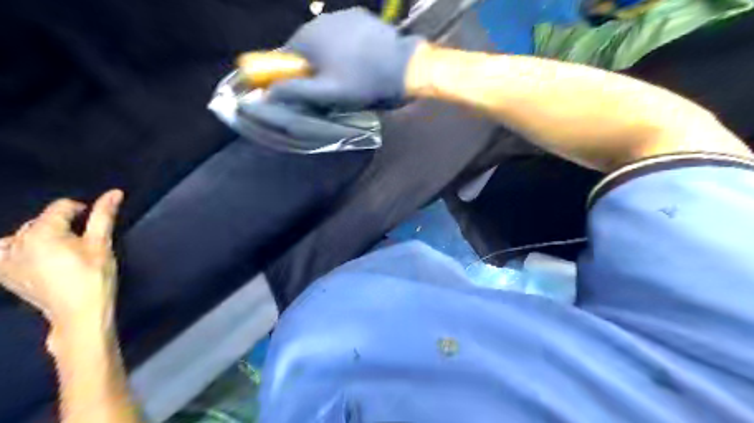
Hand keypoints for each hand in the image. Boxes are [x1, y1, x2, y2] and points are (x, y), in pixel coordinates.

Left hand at [0, 189, 123, 330]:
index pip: (61, 207)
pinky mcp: (4, 273)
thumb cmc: (94, 276)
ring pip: (25, 234)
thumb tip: (114, 192)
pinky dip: (20, 249)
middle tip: (83, 242)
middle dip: (62, 225)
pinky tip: (37, 258)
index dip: (82, 210)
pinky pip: (6, 251)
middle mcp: (17, 242)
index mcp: (41, 232)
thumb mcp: (101, 244)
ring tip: (62, 250)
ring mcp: (5, 259)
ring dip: (43, 235)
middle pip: (42, 220)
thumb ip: (103, 215)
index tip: (95, 223)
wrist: (78, 312)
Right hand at [267, 8, 423, 110]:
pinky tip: (361, 59)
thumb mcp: (327, 94)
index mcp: (308, 37)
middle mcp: (320, 20)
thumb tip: (268, 92)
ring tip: (350, 72)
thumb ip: (296, 91)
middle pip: (308, 47)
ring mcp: (342, 14)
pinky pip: (345, 32)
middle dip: (315, 65)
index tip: (309, 89)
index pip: (287, 57)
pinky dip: (347, 45)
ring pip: (327, 39)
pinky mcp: (360, 15)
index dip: (295, 75)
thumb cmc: (362, 83)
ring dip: (331, 54)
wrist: (402, 68)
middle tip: (332, 85)